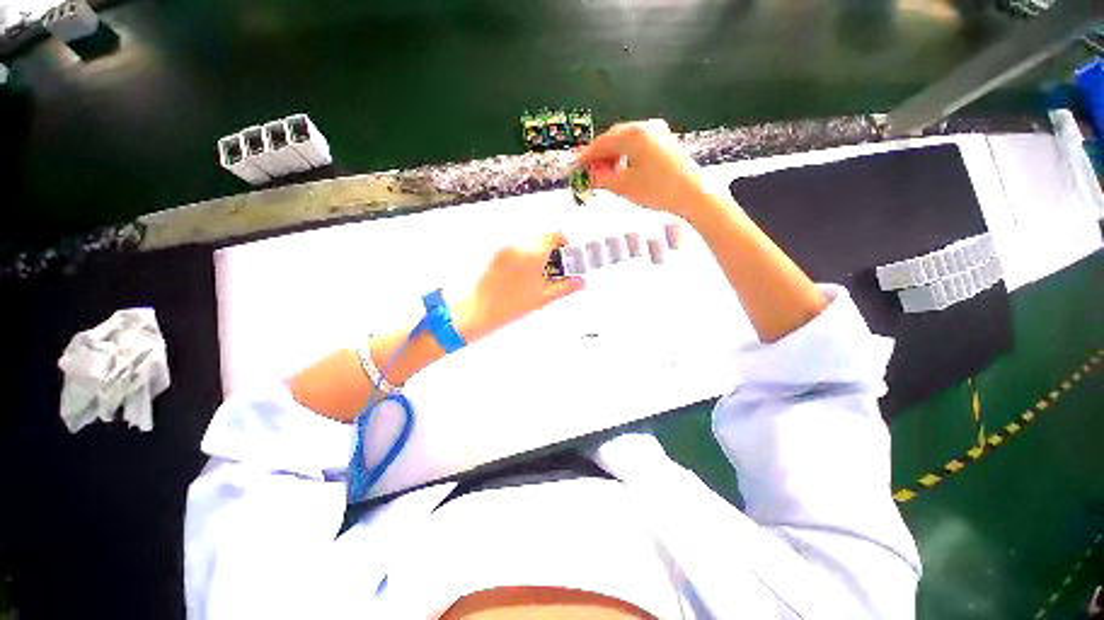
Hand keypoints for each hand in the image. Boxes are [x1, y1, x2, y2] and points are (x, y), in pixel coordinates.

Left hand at [455, 232, 584, 341]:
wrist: (479, 311)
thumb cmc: (508, 307)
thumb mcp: (544, 298)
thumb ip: (566, 286)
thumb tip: (580, 282)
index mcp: (532, 255)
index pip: (554, 235)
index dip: (565, 243)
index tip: (567, 253)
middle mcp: (517, 247)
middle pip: (542, 238)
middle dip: (552, 250)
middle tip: (556, 268)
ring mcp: (505, 250)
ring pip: (529, 243)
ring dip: (538, 253)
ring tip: (539, 274)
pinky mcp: (496, 254)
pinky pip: (517, 249)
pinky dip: (525, 257)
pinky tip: (525, 275)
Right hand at [578, 119, 705, 218]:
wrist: (693, 194)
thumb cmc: (657, 189)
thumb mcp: (624, 186)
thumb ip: (601, 179)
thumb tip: (587, 177)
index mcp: (634, 134)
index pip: (602, 142)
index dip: (586, 156)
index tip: (576, 167)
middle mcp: (645, 126)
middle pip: (614, 138)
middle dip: (600, 156)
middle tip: (590, 173)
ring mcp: (658, 131)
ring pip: (626, 141)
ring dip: (613, 156)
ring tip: (606, 174)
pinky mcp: (665, 140)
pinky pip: (638, 144)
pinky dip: (627, 155)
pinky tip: (624, 169)